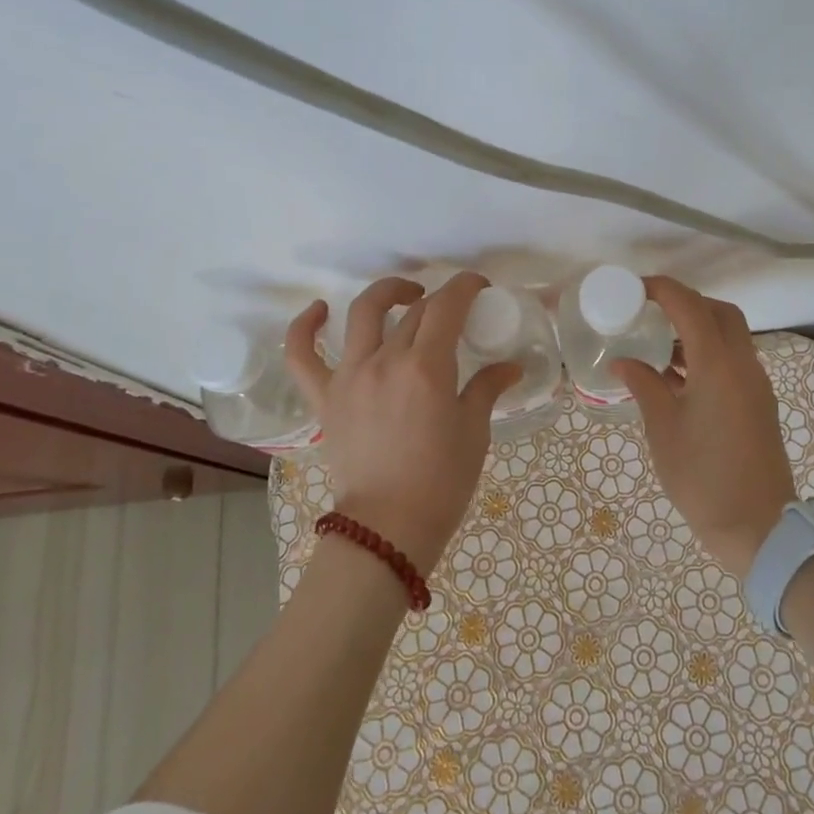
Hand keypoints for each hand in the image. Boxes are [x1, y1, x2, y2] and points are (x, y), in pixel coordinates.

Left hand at [285, 273, 520, 572]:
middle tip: (455, 313)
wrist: (389, 527)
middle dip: (439, 300)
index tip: (478, 288)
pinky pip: (302, 354)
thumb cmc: (441, 481)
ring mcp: (349, 376)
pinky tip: (320, 310)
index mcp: (427, 367)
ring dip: (387, 294)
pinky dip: (305, 327)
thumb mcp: (474, 431)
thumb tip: (510, 366)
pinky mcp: (325, 397)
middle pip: (414, 311)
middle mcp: (385, 360)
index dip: (465, 286)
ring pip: (363, 314)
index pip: (447, 305)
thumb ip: (488, 388)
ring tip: (405, 296)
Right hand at [611, 278, 796, 578]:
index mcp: (718, 365)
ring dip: (699, 329)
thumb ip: (644, 386)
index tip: (635, 289)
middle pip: (719, 313)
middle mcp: (744, 365)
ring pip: (731, 336)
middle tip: (651, 313)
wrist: (758, 527)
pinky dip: (709, 354)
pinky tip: (679, 376)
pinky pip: (734, 361)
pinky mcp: (759, 403)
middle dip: (686, 303)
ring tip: (660, 344)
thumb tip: (623, 362)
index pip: (690, 306)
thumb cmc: (703, 477)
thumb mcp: (663, 430)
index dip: (663, 290)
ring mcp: (756, 384)